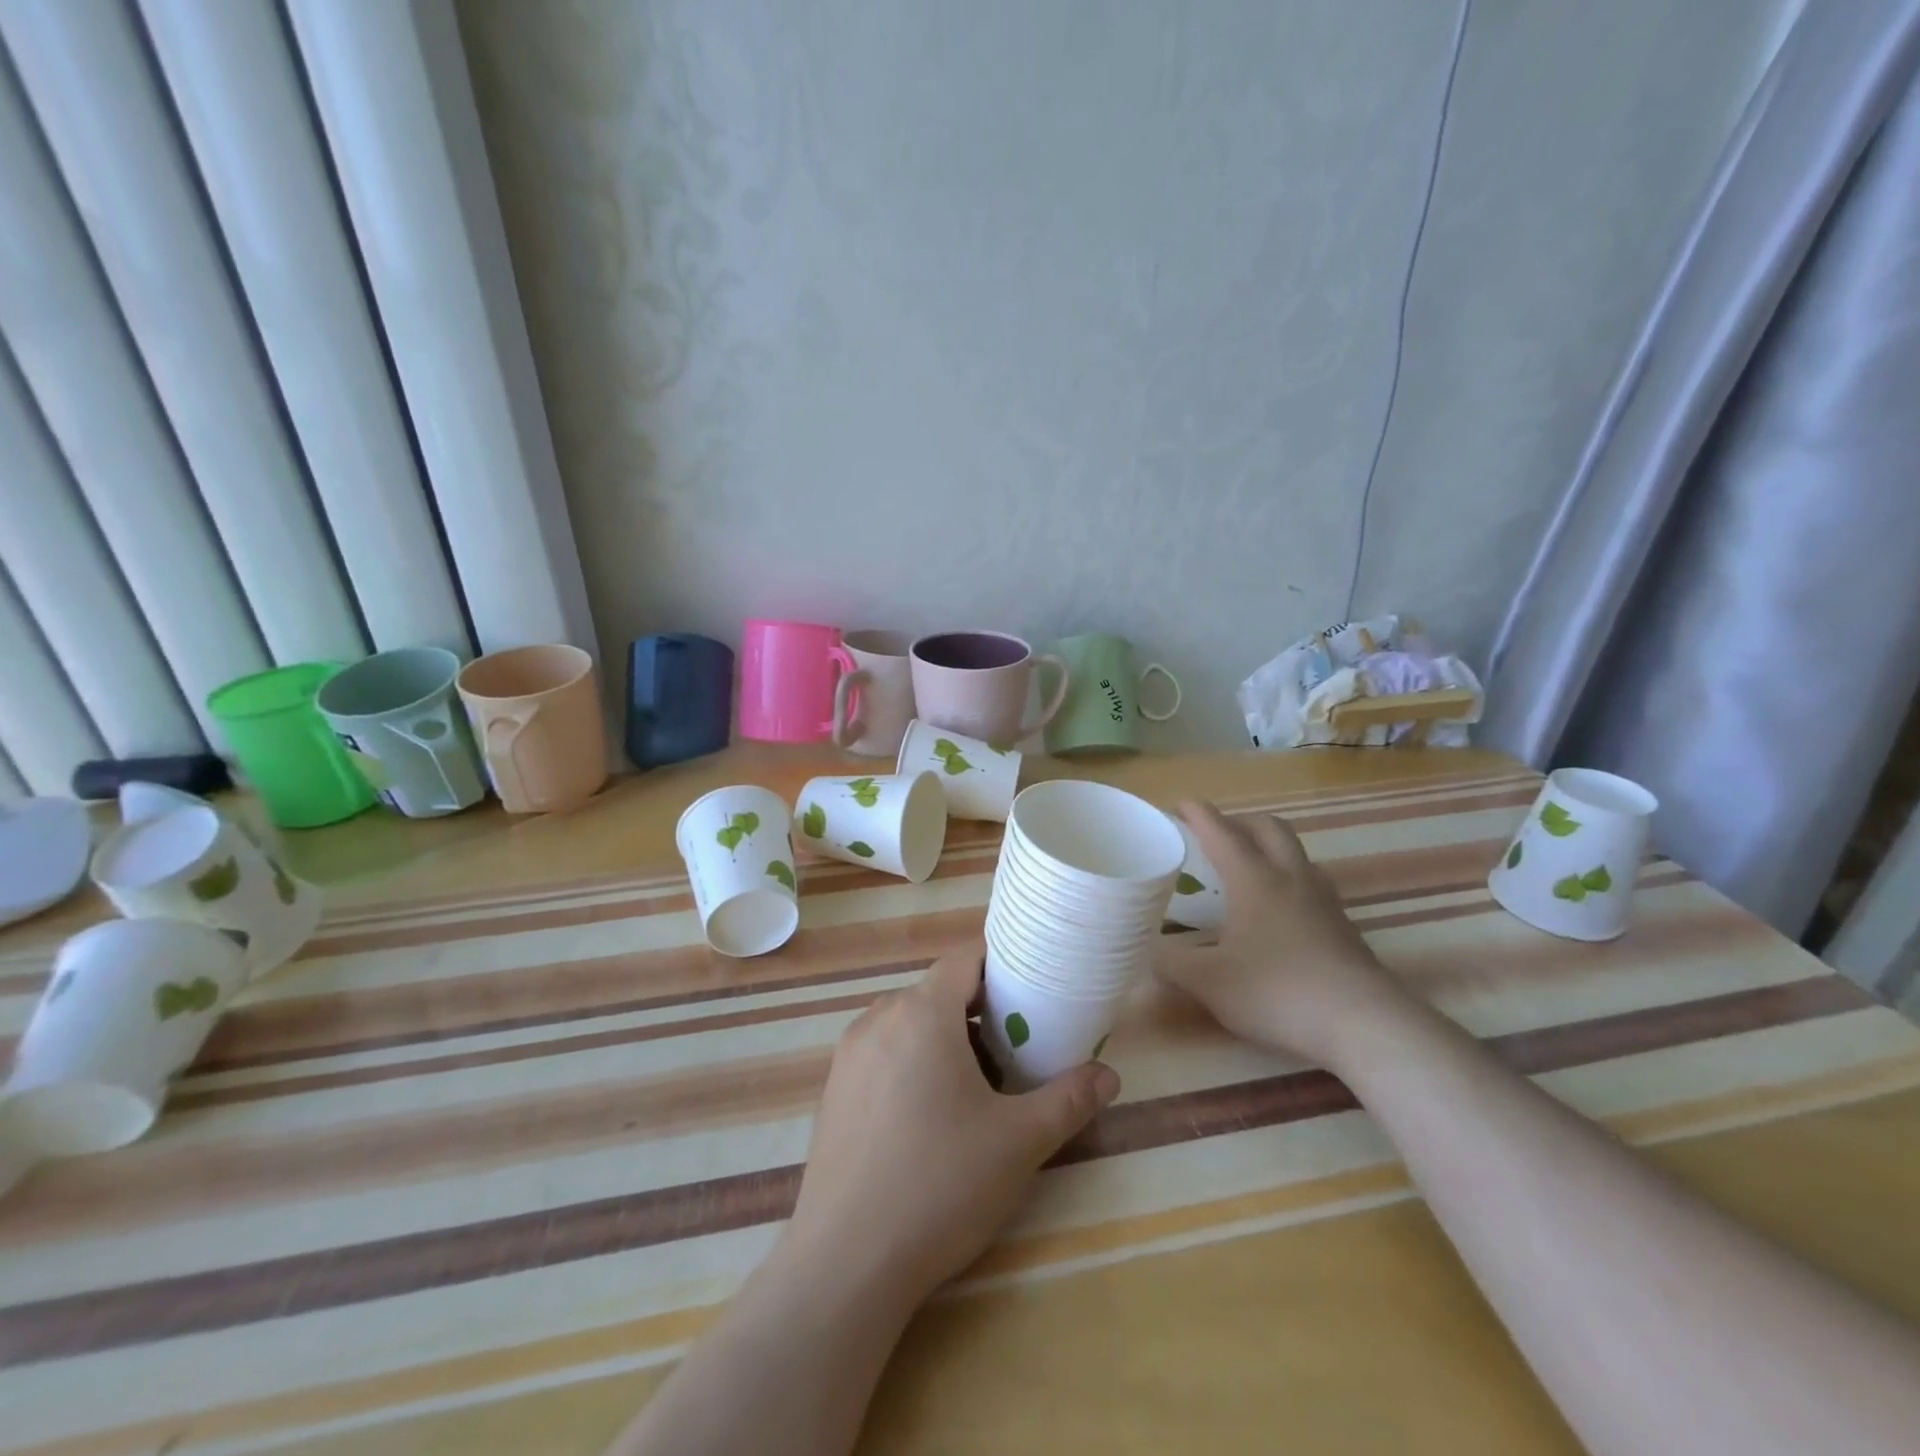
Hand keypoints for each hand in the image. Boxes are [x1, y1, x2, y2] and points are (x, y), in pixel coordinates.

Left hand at [784, 945, 1120, 1308]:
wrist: (846, 1262)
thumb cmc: (940, 1184)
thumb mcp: (1019, 1142)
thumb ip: (1069, 1100)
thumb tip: (1108, 1075)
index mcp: (922, 1012)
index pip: (965, 960)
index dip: (1001, 968)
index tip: (1033, 993)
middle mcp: (879, 1018)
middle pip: (938, 992)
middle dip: (979, 1012)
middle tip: (1017, 1050)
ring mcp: (849, 1054)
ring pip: (909, 1024)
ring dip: (946, 1039)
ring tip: (979, 1087)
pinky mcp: (834, 1089)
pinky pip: (883, 1053)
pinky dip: (913, 1062)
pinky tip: (930, 1117)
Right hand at [1157, 801, 1409, 1069]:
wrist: (1364, 1024)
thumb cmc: (1278, 991)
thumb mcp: (1209, 982)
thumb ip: (1171, 963)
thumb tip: (1145, 950)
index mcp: (1254, 880)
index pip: (1222, 832)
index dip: (1198, 814)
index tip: (1179, 804)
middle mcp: (1290, 878)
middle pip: (1268, 828)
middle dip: (1238, 821)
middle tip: (1214, 834)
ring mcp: (1323, 900)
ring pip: (1295, 852)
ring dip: (1268, 846)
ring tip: (1247, 867)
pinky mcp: (1343, 925)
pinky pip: (1310, 882)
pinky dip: (1287, 878)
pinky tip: (1279, 909)